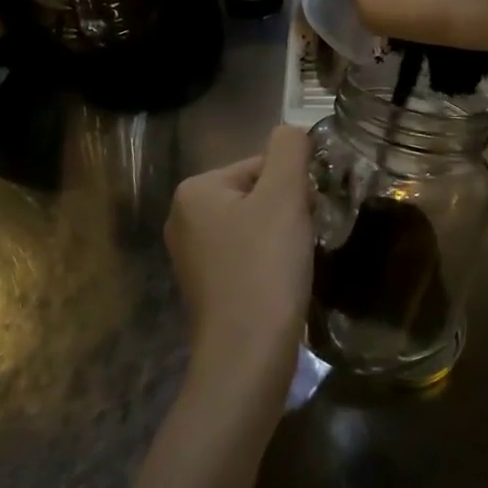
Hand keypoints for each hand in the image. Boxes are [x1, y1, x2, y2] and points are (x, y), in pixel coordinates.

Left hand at [165, 125, 313, 397]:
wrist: (247, 356)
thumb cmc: (265, 268)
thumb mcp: (284, 196)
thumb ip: (290, 149)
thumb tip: (291, 130)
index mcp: (195, 190)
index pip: (262, 164)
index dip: (293, 187)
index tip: (304, 218)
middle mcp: (183, 218)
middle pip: (257, 193)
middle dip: (287, 211)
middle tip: (302, 241)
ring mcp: (191, 256)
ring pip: (255, 226)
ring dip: (282, 237)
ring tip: (293, 264)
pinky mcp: (206, 287)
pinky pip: (246, 256)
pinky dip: (269, 263)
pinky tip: (280, 283)